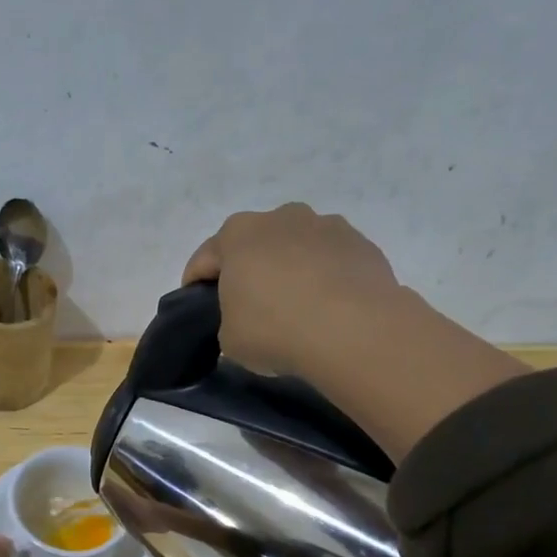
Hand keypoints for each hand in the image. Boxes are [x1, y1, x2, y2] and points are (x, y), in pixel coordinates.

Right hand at [184, 203, 527, 460]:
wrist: (354, 329)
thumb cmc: (275, 329)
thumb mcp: (230, 339)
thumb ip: (229, 321)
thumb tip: (245, 319)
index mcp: (237, 234)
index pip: (204, 259)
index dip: (196, 285)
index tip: (198, 308)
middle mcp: (280, 217)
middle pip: (254, 245)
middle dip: (248, 270)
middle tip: (249, 307)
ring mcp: (325, 225)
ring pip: (296, 248)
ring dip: (290, 269)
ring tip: (295, 308)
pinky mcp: (361, 243)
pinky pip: (331, 261)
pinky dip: (325, 278)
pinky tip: (328, 309)